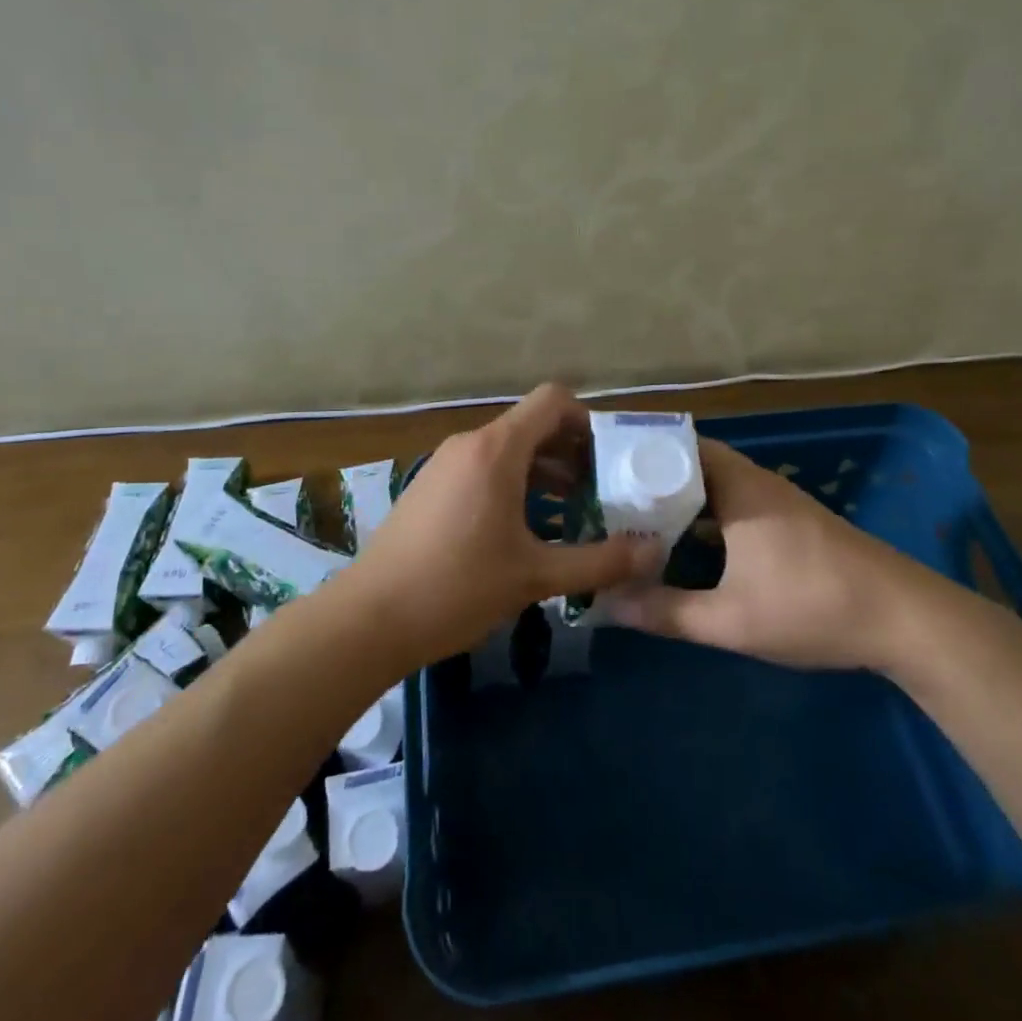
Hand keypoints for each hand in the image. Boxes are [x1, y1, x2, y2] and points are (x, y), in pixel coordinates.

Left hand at [350, 384, 661, 667]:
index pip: (553, 401)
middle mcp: (470, 444)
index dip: (588, 421)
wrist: (368, 619)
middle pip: (532, 425)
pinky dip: (514, 484)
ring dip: (545, 471)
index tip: (611, 460)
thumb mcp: (536, 577)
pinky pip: (484, 469)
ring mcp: (445, 464)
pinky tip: (527, 529)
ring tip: (573, 512)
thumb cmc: (457, 588)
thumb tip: (654, 554)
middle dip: (572, 452)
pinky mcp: (430, 487)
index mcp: (497, 450)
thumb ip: (600, 562)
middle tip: (603, 492)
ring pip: (508, 450)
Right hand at [603, 438, 948, 670]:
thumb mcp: (731, 620)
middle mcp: (754, 481)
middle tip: (602, 497)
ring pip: (711, 484)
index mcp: (737, 487)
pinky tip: (683, 544)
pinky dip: (701, 514)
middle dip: (647, 477)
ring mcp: (775, 500)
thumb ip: (666, 612)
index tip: (595, 465)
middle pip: (689, 463)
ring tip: (630, 518)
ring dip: (675, 497)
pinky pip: (730, 502)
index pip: (675, 446)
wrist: (906, 620)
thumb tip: (607, 603)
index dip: (635, 451)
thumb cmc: (814, 607)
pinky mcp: (789, 521)